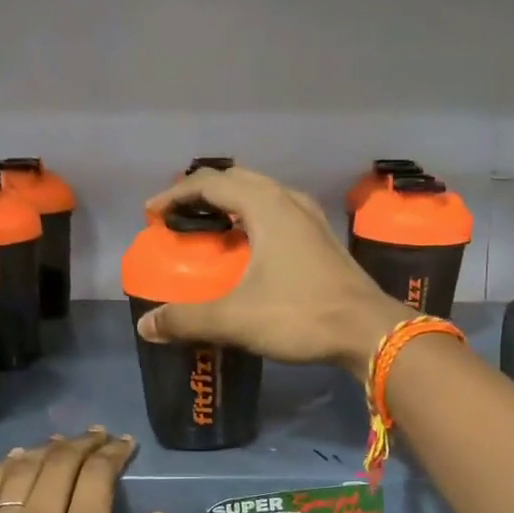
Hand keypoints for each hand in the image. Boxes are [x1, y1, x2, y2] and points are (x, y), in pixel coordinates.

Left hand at [0, 430, 166, 512]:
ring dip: (48, 449)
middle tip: (100, 439)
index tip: (124, 446)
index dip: (112, 453)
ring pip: (23, 469)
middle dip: (84, 443)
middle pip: (60, 463)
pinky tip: (18, 460)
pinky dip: (4, 467)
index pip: (96, 476)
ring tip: (65, 444)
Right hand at [135, 167, 413, 374]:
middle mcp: (290, 202)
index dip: (176, 194)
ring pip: (264, 196)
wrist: (368, 331)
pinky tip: (252, 252)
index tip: (153, 214)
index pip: (211, 183)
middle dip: (204, 194)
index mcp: (266, 206)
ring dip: (233, 206)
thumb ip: (187, 319)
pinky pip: (280, 216)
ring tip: (212, 230)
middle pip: (239, 181)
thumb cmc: (301, 315)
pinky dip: (256, 222)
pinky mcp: (323, 242)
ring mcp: (312, 220)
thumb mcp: (236, 318)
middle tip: (181, 217)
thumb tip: (145, 326)